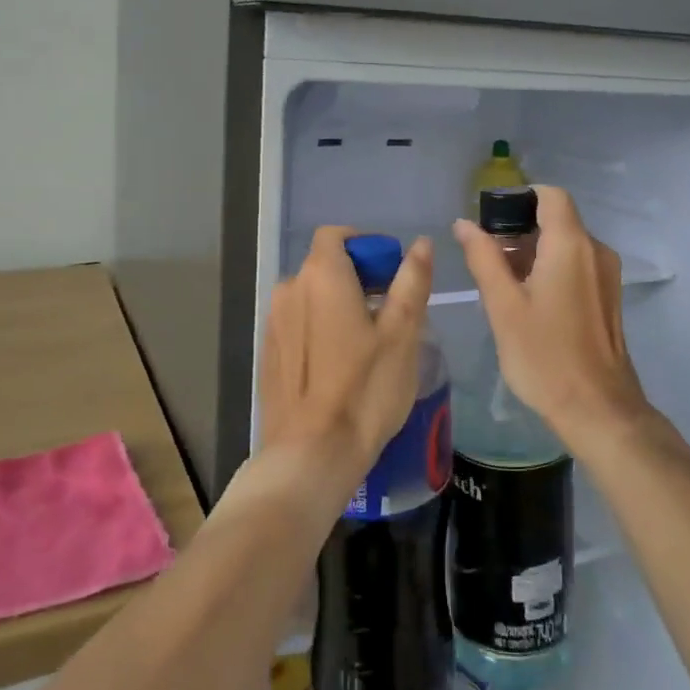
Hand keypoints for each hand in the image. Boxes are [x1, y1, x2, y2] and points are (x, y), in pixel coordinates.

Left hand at [260, 228, 435, 484]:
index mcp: (321, 275)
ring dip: (339, 304)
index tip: (391, 273)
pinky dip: (321, 328)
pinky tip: (341, 365)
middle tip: (390, 312)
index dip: (366, 245)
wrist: (310, 455)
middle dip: (359, 277)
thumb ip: (411, 281)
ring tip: (369, 342)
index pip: (337, 235)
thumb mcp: (402, 333)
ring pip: (312, 296)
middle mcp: (289, 289)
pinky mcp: (268, 353)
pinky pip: (299, 323)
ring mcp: (273, 322)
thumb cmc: (365, 389)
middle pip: (325, 265)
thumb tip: (420, 244)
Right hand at [453, 187, 650, 457]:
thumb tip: (464, 223)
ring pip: (566, 243)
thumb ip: (483, 258)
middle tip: (486, 256)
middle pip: (557, 219)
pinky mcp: (608, 297)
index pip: (550, 196)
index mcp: (571, 245)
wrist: (599, 410)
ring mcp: (606, 275)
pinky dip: (550, 268)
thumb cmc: (544, 357)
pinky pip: (577, 265)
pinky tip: (527, 300)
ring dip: (533, 251)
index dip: (519, 198)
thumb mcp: (503, 306)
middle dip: (519, 229)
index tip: (489, 218)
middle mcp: (595, 251)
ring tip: (500, 282)